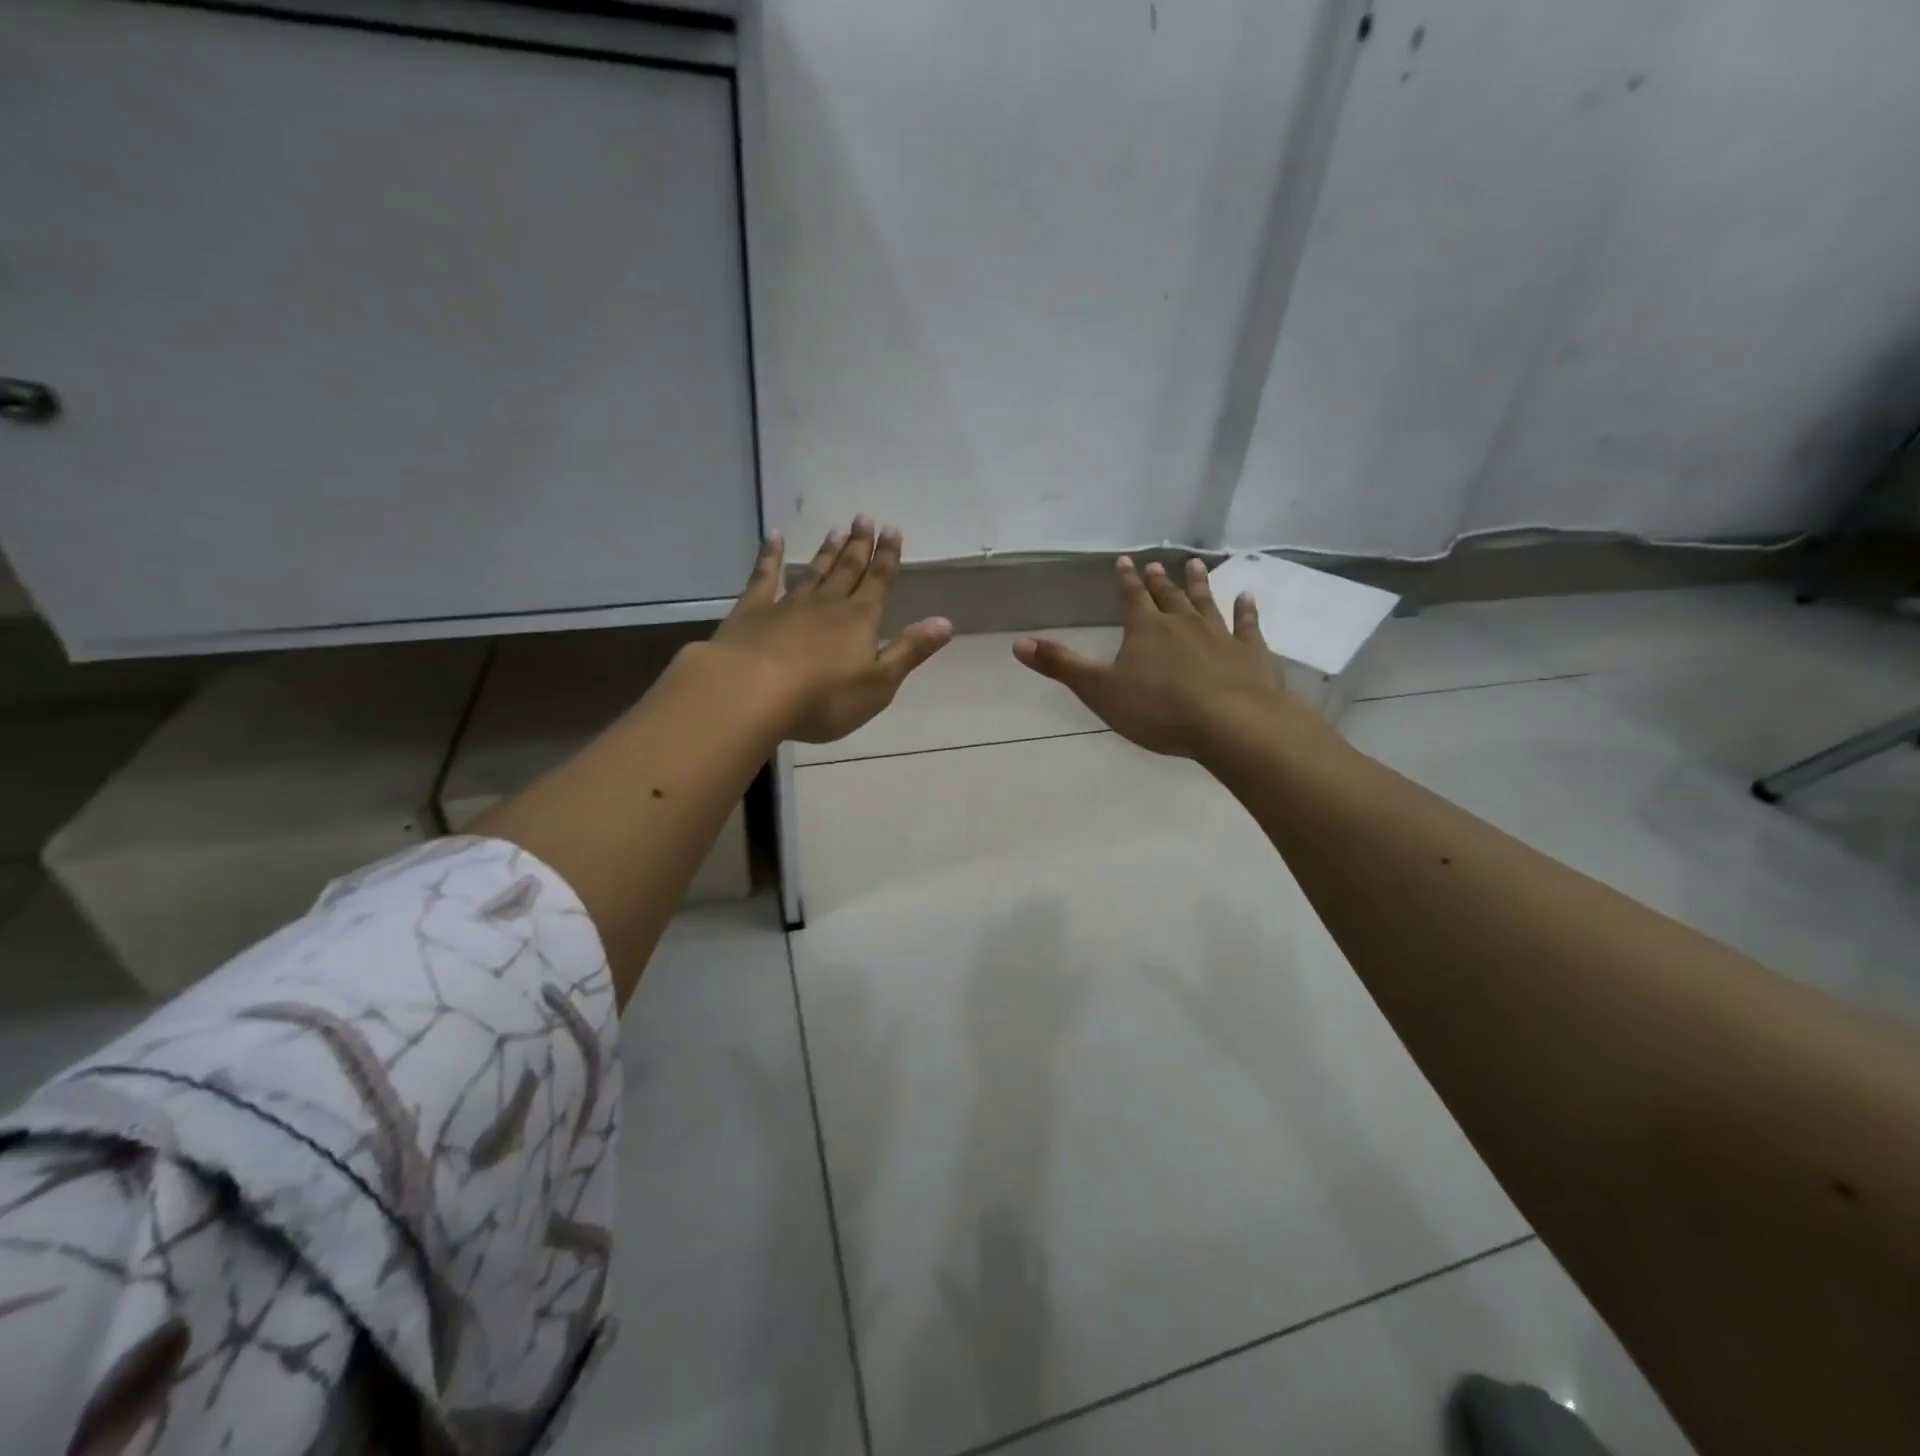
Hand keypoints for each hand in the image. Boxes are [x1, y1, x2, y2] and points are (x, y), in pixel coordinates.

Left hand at [707, 516, 952, 743]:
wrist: (752, 693)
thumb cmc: (824, 698)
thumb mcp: (879, 683)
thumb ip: (910, 651)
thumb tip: (946, 623)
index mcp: (860, 620)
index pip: (879, 582)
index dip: (888, 558)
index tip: (892, 530)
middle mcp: (827, 604)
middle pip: (847, 570)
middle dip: (859, 546)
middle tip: (865, 518)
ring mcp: (788, 604)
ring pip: (813, 571)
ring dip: (826, 551)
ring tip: (837, 529)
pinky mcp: (752, 611)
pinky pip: (764, 577)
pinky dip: (769, 556)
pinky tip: (773, 537)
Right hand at [1013, 556, 1313, 759]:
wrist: (1232, 723)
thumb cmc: (1159, 710)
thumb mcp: (1100, 690)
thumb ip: (1062, 666)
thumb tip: (1018, 642)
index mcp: (1145, 630)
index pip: (1131, 598)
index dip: (1125, 581)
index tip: (1124, 561)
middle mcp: (1182, 624)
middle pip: (1168, 596)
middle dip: (1158, 581)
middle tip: (1155, 563)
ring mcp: (1220, 635)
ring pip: (1206, 603)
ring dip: (1199, 585)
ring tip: (1195, 565)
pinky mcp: (1250, 653)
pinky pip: (1247, 625)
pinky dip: (1246, 611)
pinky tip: (1248, 597)